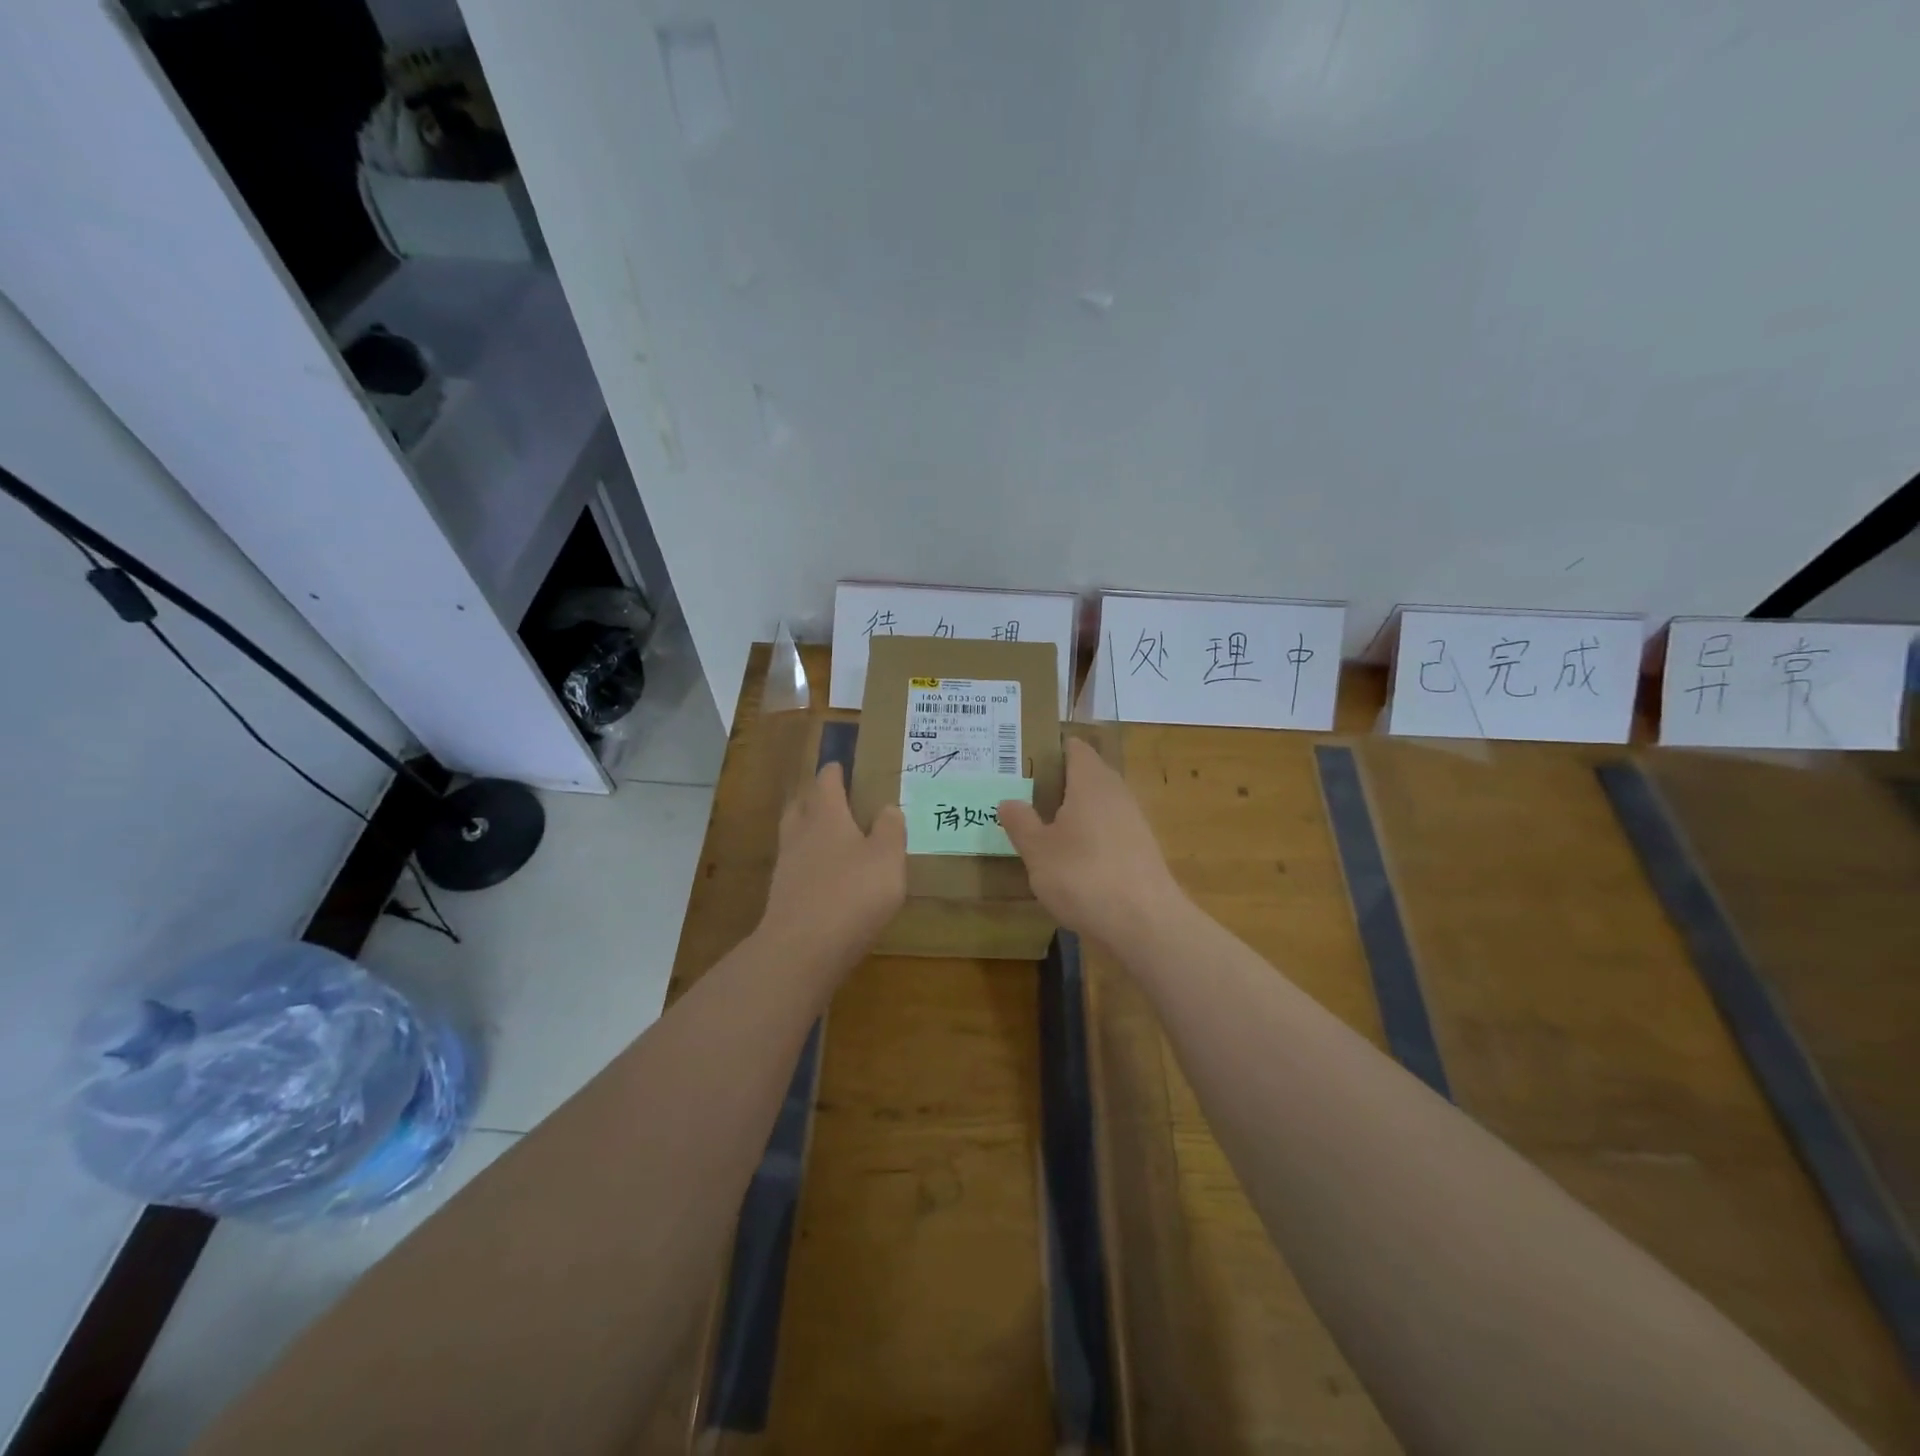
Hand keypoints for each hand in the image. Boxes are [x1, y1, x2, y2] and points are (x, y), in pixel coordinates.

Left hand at [759, 762, 905, 971]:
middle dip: (812, 797)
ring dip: (806, 830)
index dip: (834, 772)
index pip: (827, 783)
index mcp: (827, 817)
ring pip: (793, 836)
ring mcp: (786, 867)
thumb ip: (890, 830)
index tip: (838, 764)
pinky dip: (806, 864)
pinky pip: (794, 868)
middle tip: (828, 796)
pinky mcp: (781, 898)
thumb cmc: (852, 894)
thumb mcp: (887, 859)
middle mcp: (801, 835)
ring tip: (825, 835)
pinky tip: (820, 876)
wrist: (802, 949)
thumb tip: (888, 808)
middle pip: (801, 806)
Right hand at [999, 737, 1186, 949]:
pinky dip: (1089, 836)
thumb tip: (1008, 801)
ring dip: (1073, 812)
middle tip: (1023, 796)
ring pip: (1098, 804)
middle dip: (1057, 783)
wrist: (1145, 923)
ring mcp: (1134, 821)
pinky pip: (1109, 830)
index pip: (1074, 748)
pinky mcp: (1141, 850)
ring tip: (1041, 828)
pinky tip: (1071, 859)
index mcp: (1091, 781)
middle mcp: (1116, 793)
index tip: (1022, 762)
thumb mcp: (1037, 851)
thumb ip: (1021, 822)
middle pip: (1086, 775)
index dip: (1050, 750)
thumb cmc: (1083, 876)